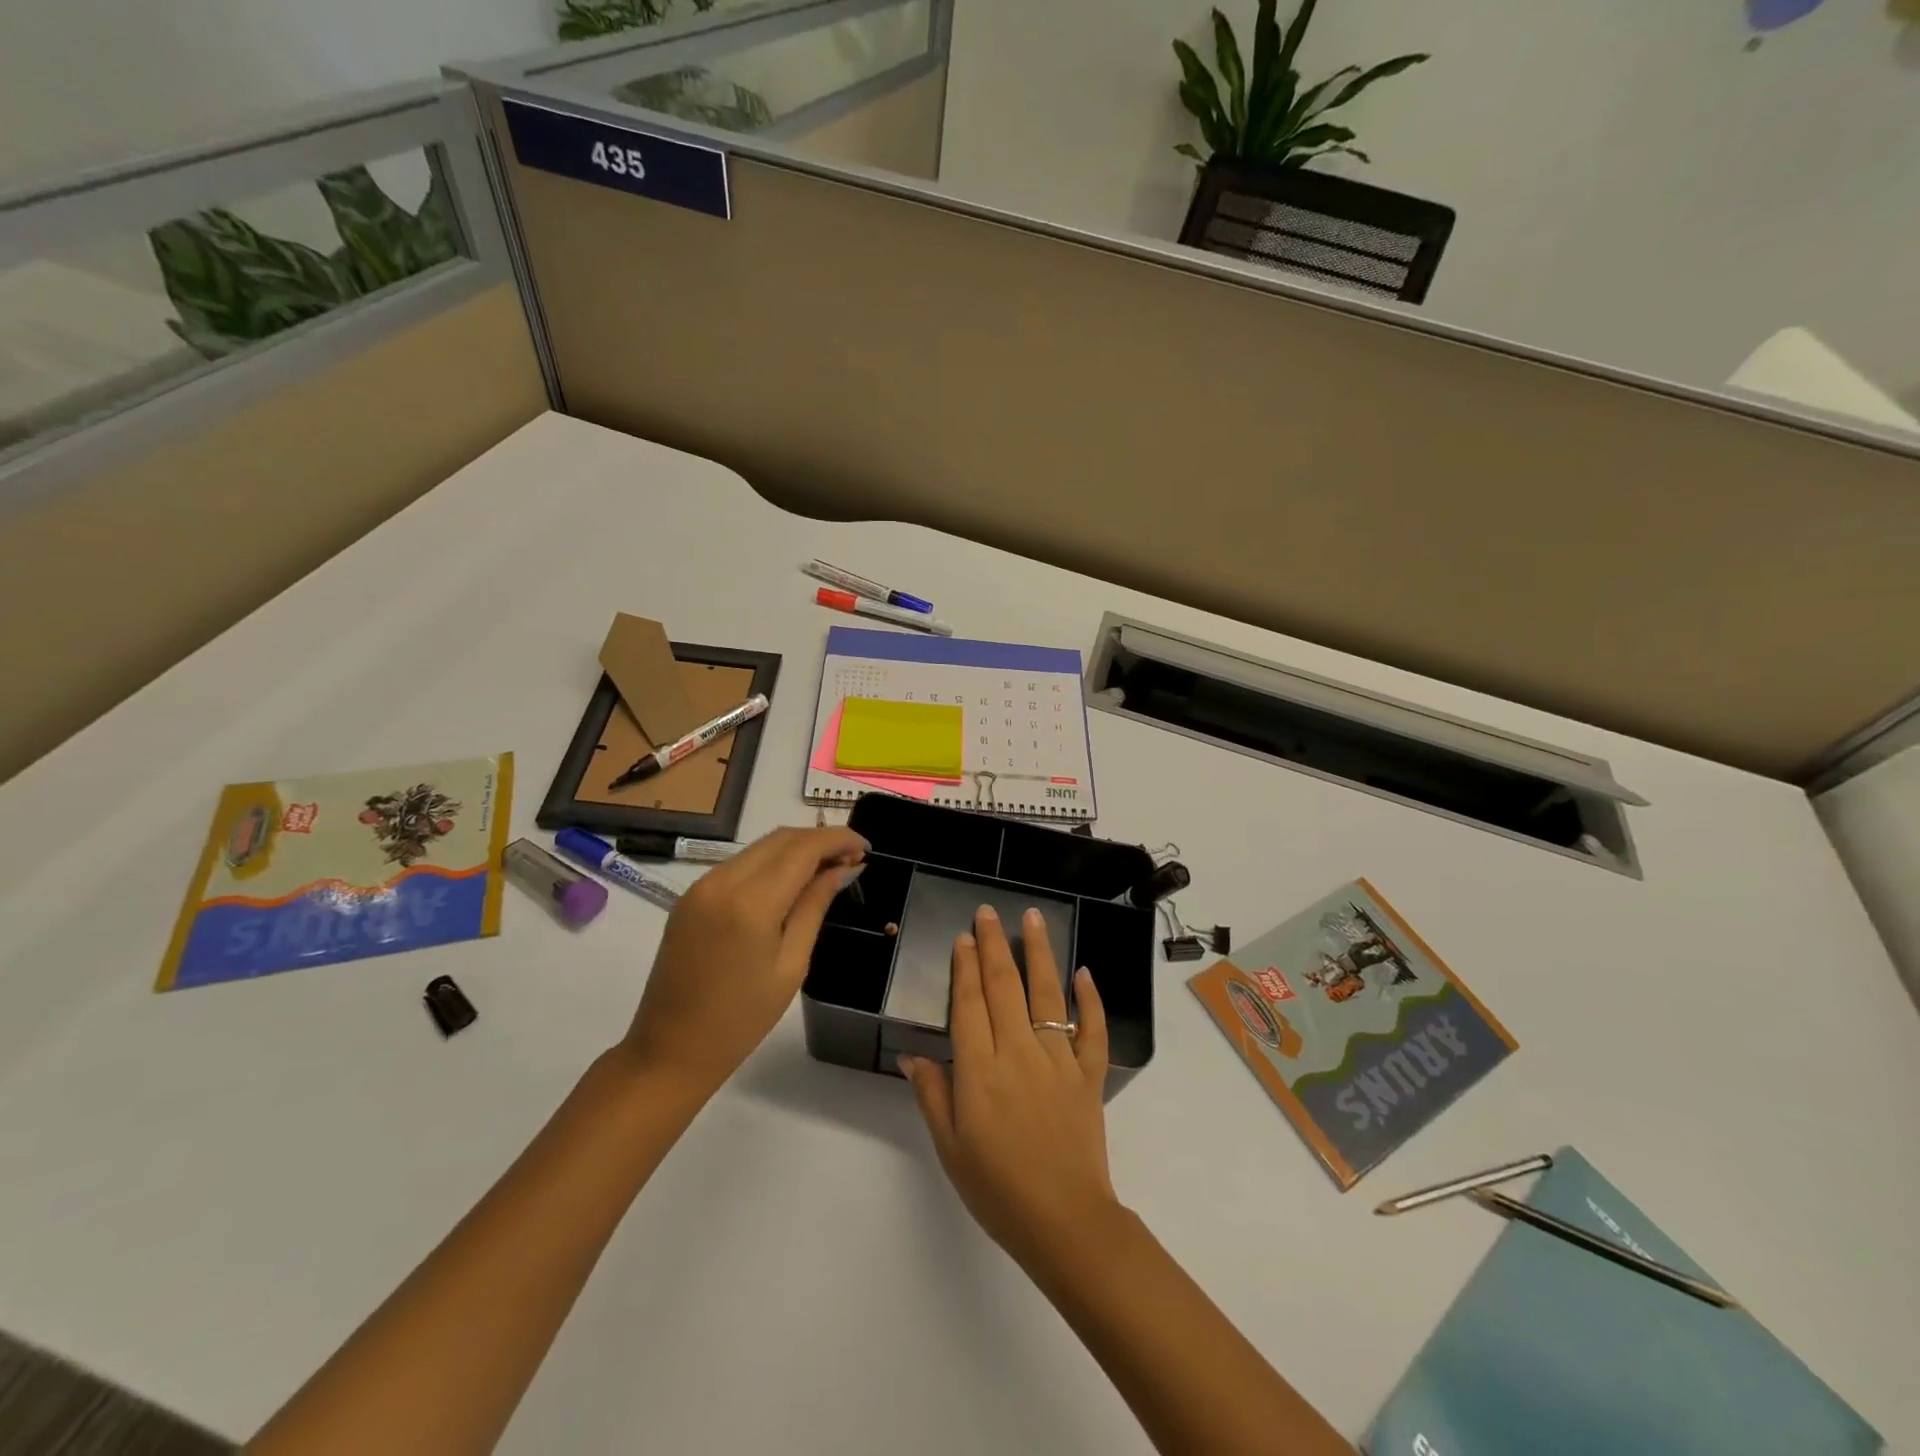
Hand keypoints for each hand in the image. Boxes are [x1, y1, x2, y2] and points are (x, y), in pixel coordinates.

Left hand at [619, 826, 865, 1100]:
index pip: (803, 848)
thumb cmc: (741, 1019)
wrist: (670, 1049)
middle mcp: (722, 881)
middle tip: (852, 858)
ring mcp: (701, 886)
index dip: (838, 839)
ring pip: (759, 847)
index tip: (866, 847)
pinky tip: (790, 883)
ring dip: (796, 849)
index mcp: (750, 902)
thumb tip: (844, 868)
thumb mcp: (792, 964)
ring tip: (827, 870)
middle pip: (780, 838)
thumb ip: (815, 906)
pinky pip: (739, 864)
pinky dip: (771, 863)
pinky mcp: (691, 896)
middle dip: (819, 840)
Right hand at [900, 905, 1119, 1268]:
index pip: (970, 1004)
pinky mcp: (1088, 1075)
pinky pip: (1091, 1030)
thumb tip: (914, 1054)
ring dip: (1038, 953)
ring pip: (1047, 995)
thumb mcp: (951, 1148)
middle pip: (1005, 987)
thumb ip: (933, 1095)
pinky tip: (1084, 974)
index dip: (965, 967)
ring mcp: (1058, 1061)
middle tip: (988, 912)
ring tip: (1033, 919)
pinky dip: (1090, 1000)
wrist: (1065, 1223)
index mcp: (981, 1071)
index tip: (964, 937)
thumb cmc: (998, 1189)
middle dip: (994, 945)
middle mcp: (1019, 1053)